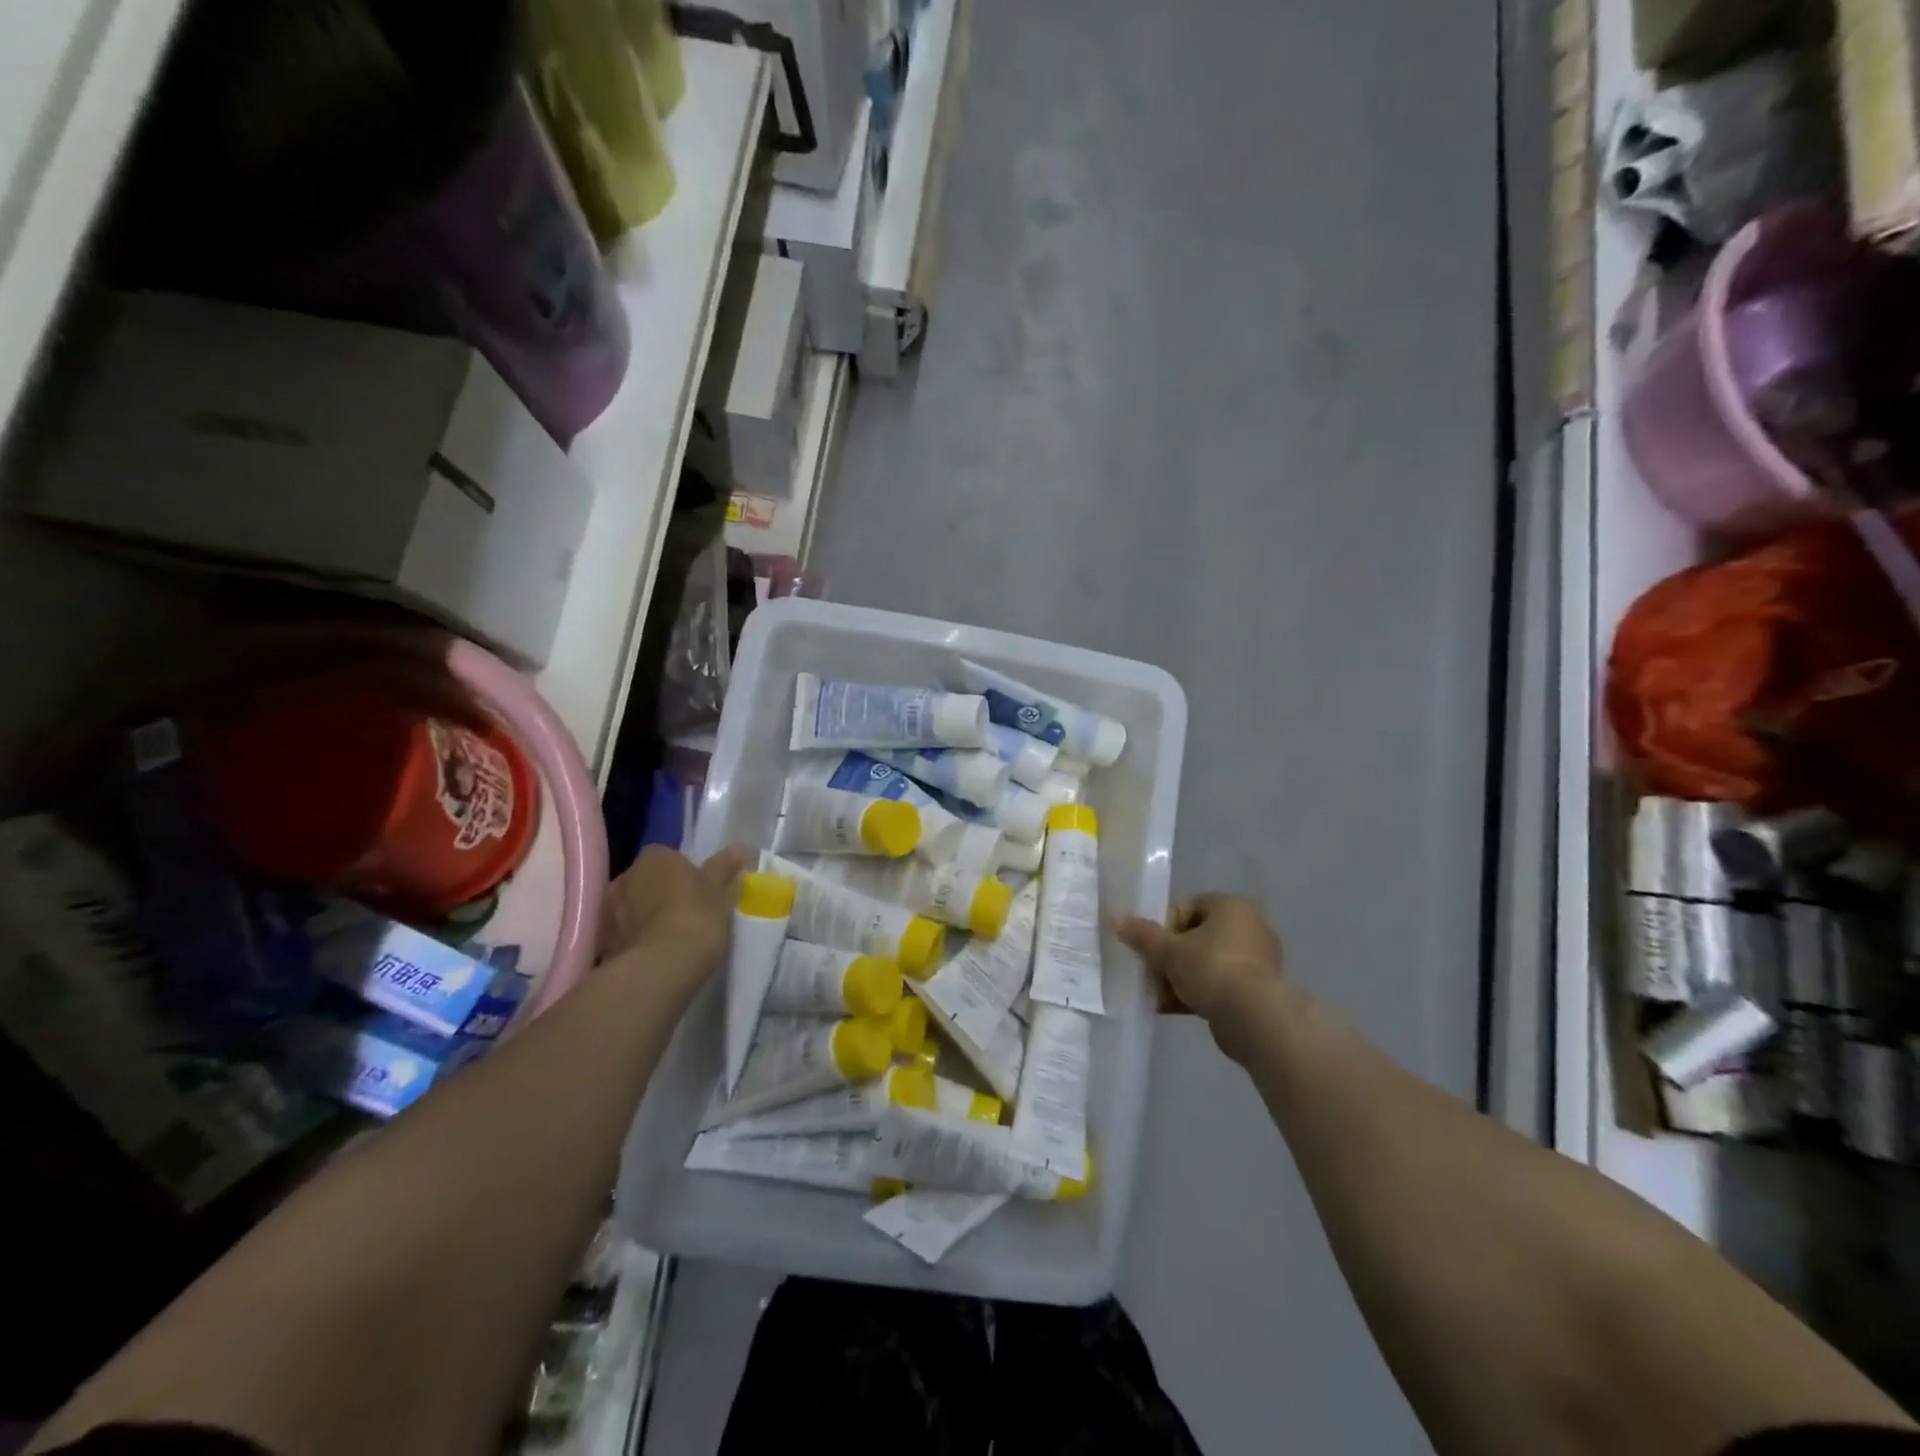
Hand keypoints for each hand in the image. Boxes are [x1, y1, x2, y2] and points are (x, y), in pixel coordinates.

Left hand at [599, 845, 750, 987]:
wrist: (660, 968)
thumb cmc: (695, 918)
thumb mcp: (719, 893)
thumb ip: (725, 868)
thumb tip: (740, 848)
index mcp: (655, 857)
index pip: (668, 858)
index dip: (684, 875)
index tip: (699, 893)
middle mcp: (624, 876)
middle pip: (645, 881)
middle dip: (659, 895)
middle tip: (684, 916)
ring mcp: (607, 910)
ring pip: (630, 909)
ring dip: (643, 919)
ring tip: (667, 941)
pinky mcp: (600, 942)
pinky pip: (621, 935)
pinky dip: (633, 942)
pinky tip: (652, 958)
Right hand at [1118, 894, 1283, 1055]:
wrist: (1254, 1018)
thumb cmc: (1212, 969)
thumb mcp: (1168, 950)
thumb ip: (1142, 935)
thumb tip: (1116, 919)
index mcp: (1232, 907)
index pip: (1188, 907)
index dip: (1164, 927)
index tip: (1151, 948)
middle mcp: (1250, 927)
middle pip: (1196, 938)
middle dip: (1170, 957)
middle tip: (1152, 973)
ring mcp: (1257, 961)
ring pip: (1207, 964)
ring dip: (1180, 978)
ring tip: (1158, 995)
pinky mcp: (1259, 990)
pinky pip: (1220, 985)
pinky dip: (1197, 994)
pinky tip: (1171, 1008)